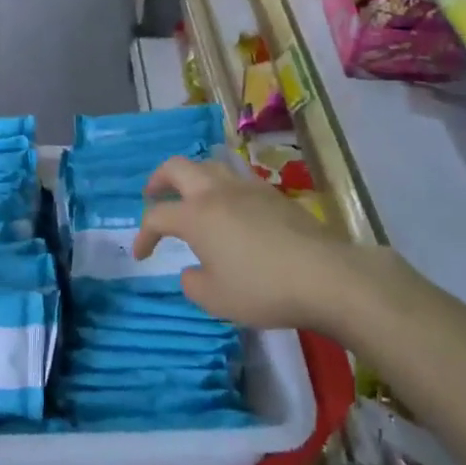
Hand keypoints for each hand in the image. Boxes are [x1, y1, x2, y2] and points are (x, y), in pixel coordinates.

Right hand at [133, 157, 383, 332]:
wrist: (324, 275)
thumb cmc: (262, 288)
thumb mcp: (216, 299)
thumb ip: (193, 283)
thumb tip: (192, 270)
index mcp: (196, 215)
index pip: (157, 216)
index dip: (143, 234)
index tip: (141, 254)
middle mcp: (217, 191)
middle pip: (177, 168)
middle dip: (158, 179)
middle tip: (152, 195)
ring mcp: (247, 187)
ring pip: (209, 165)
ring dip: (191, 177)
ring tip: (191, 196)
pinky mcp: (273, 194)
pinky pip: (236, 179)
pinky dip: (221, 187)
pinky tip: (229, 208)